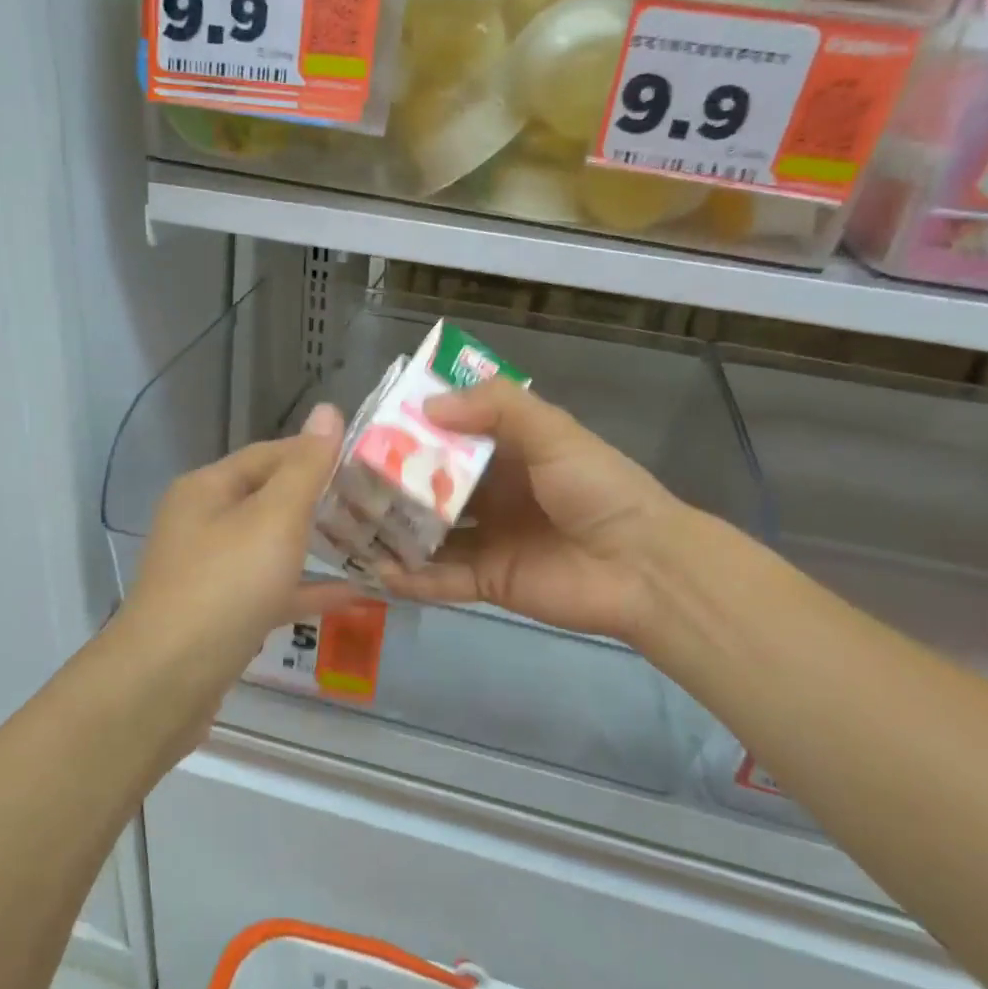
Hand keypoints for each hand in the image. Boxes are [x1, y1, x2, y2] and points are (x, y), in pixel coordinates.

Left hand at [115, 404, 358, 700]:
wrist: (166, 681)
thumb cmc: (225, 585)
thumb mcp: (274, 518)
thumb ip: (306, 467)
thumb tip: (328, 410)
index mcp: (209, 488)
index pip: (271, 454)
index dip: (318, 452)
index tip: (368, 460)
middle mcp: (204, 522)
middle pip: (271, 499)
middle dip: (323, 500)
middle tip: (378, 502)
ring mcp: (211, 571)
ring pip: (273, 547)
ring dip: (318, 544)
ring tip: (372, 541)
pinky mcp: (222, 613)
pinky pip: (272, 589)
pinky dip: (307, 588)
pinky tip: (354, 595)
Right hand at [378, 378, 692, 648]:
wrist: (642, 566)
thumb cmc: (597, 489)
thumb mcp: (553, 432)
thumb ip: (496, 408)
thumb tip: (426, 408)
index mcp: (511, 452)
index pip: (453, 435)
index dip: (416, 430)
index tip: (372, 426)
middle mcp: (494, 493)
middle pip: (433, 485)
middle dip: (395, 483)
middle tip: (345, 480)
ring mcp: (488, 538)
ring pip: (430, 533)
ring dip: (395, 530)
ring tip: (349, 525)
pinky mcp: (487, 580)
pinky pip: (441, 577)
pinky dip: (411, 577)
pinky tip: (376, 570)